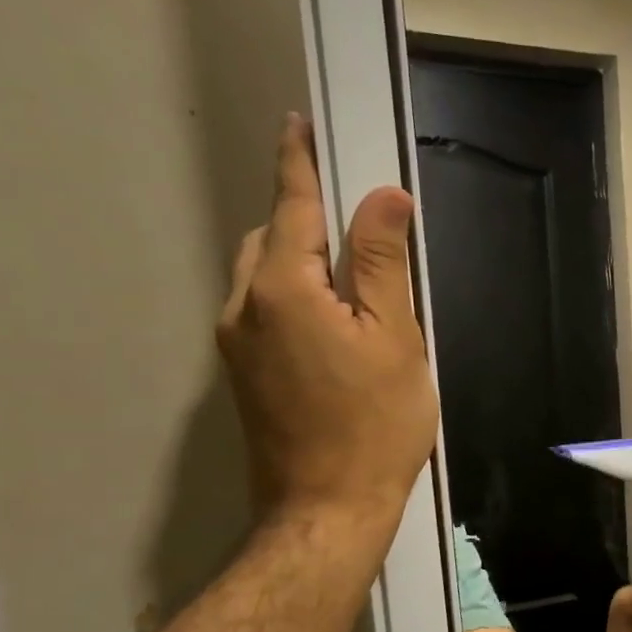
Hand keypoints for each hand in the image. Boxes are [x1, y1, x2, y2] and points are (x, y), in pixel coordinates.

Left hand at [218, 115, 437, 566]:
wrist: (327, 508)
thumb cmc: (375, 426)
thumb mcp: (396, 340)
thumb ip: (383, 265)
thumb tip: (384, 198)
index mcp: (284, 290)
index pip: (293, 207)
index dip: (299, 162)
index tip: (298, 123)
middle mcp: (244, 306)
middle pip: (272, 238)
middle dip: (305, 217)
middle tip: (358, 224)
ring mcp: (235, 343)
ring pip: (263, 275)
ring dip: (299, 259)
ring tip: (351, 279)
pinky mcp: (242, 373)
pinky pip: (263, 310)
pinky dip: (292, 294)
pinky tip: (331, 322)